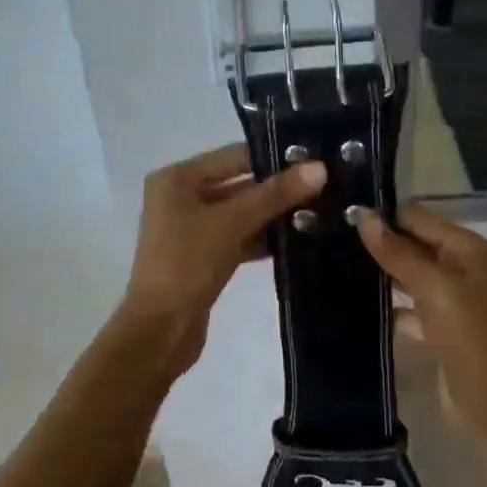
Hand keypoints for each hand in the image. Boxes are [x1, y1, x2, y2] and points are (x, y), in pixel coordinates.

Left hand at [118, 143, 325, 373]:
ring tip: (320, 212)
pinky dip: (264, 239)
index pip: (234, 156)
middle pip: (239, 184)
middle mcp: (181, 197)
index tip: (316, 159)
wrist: (160, 330)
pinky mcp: (204, 256)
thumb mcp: (232, 223)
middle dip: (278, 189)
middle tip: (325, 187)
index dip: (274, 157)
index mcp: (177, 179)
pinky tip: (298, 240)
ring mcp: (192, 229)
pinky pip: (239, 237)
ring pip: (241, 213)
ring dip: (274, 216)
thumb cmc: (187, 264)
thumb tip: (319, 168)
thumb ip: (275, 195)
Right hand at [355, 203, 486, 434]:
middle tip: (330, 240)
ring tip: (334, 265)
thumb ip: (397, 252)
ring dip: (379, 273)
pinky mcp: (438, 328)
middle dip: (378, 243)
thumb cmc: (467, 334)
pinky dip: (387, 305)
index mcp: (465, 248)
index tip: (341, 216)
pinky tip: (355, 305)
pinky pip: (407, 307)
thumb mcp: (433, 286)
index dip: (383, 216)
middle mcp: (459, 267)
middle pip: (413, 244)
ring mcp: (449, 299)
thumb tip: (362, 215)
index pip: (417, 217)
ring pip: (408, 275)